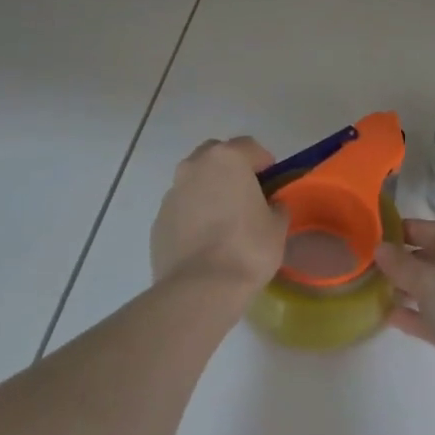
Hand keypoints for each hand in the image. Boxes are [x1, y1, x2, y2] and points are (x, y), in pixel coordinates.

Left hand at [150, 137, 286, 300]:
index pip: (249, 146)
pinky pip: (181, 208)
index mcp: (227, 159)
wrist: (200, 289)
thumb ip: (275, 207)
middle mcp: (195, 167)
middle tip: (245, 191)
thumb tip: (270, 206)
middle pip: (215, 155)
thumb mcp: (277, 226)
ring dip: (208, 190)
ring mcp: (172, 193)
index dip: (263, 160)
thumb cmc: (247, 248)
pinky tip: (204, 239)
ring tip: (223, 218)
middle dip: (230, 167)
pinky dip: (192, 214)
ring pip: (194, 180)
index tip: (272, 178)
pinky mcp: (158, 221)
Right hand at [374, 219, 434, 430]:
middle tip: (366, 264)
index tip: (373, 234)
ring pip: (434, 291)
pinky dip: (415, 316)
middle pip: (434, 260)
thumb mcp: (431, 281)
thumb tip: (379, 248)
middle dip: (402, 262)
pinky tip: (388, 316)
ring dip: (406, 290)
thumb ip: (401, 265)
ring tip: (372, 289)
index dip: (404, 230)